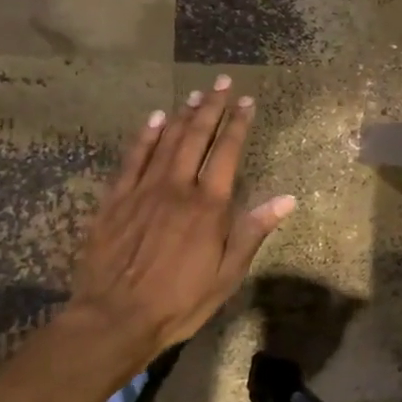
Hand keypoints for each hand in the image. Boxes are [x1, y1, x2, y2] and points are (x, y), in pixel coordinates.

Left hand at [67, 76, 295, 370]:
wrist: (114, 318)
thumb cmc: (180, 300)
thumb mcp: (228, 273)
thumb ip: (253, 231)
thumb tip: (287, 199)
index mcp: (208, 205)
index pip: (227, 152)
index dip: (238, 124)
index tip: (247, 101)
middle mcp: (177, 188)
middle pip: (197, 137)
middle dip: (212, 107)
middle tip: (222, 82)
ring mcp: (143, 191)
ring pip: (166, 142)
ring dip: (183, 115)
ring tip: (196, 93)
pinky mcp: (115, 201)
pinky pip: (132, 159)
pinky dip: (145, 136)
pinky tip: (154, 119)